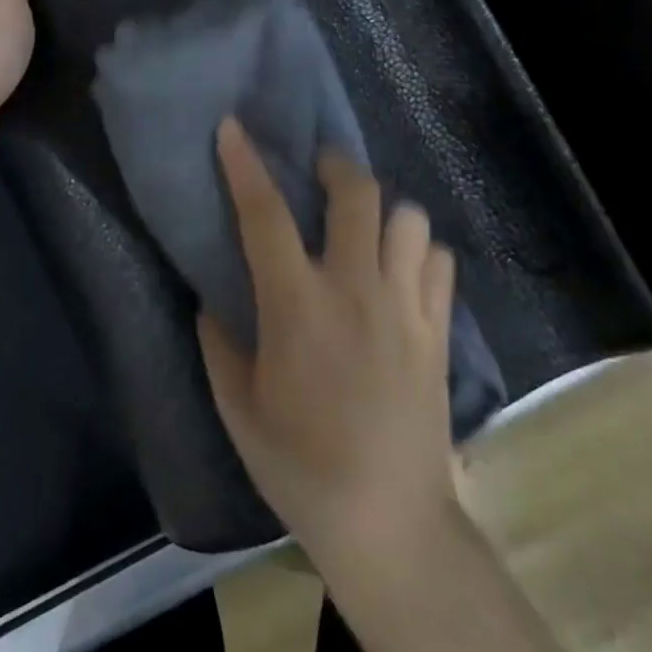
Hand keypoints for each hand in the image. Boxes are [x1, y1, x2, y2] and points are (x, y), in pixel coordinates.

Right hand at [199, 119, 459, 574]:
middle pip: (357, 194)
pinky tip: (400, 272)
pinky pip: (440, 262)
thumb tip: (212, 298)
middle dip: (335, 165)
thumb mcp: (237, 407)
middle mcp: (356, 291)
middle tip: (318, 169)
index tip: (232, 127)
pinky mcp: (439, 332)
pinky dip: (420, 252)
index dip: (245, 164)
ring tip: (364, 227)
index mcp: (297, 306)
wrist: (389, 524)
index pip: (265, 215)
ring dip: (383, 211)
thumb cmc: (300, 465)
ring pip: (409, 219)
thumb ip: (218, 342)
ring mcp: (406, 308)